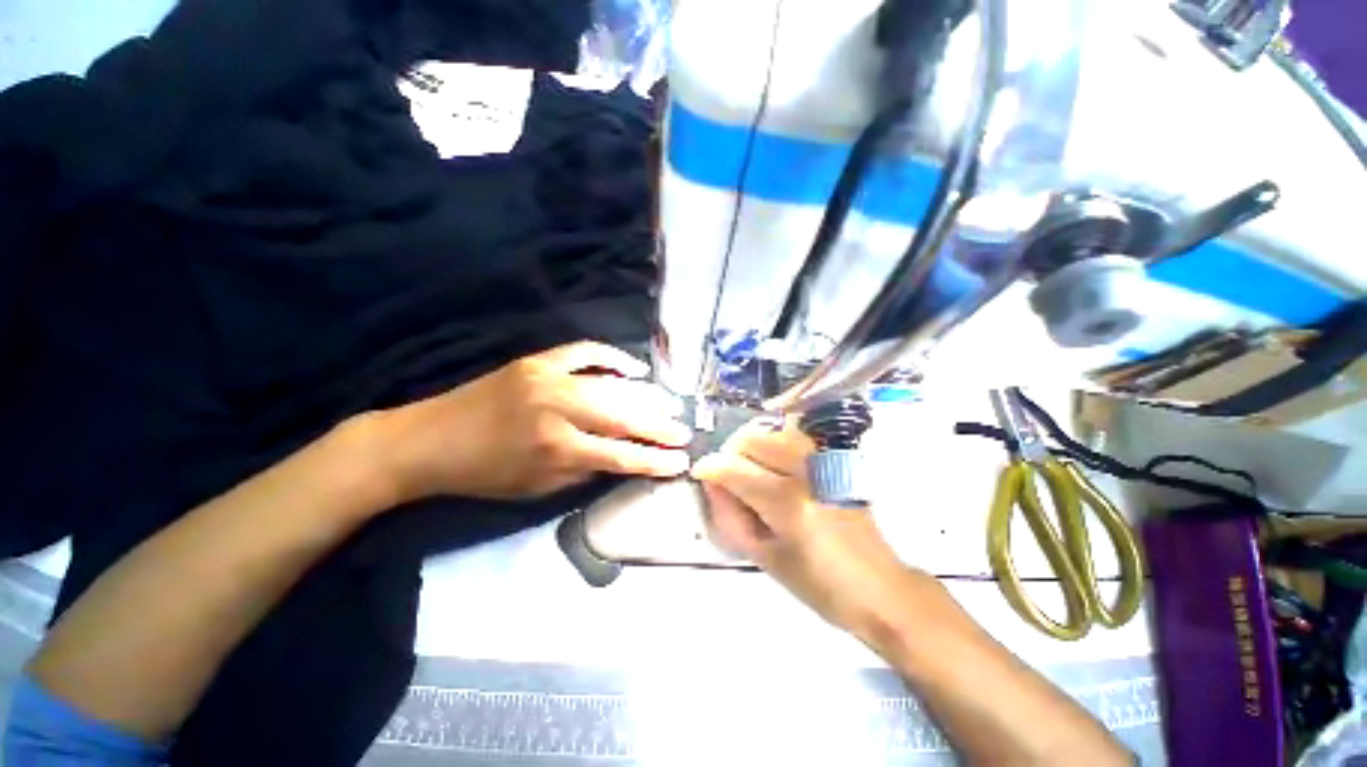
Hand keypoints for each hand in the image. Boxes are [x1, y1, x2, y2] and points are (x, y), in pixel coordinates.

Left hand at [373, 342, 692, 500]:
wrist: (428, 439)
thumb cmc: (483, 474)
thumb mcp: (537, 489)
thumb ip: (584, 471)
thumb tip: (619, 457)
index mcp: (556, 448)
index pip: (620, 455)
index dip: (654, 460)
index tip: (681, 462)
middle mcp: (559, 408)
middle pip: (623, 416)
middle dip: (660, 426)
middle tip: (685, 432)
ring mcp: (549, 377)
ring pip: (612, 385)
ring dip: (646, 397)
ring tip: (669, 405)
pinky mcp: (538, 360)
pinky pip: (586, 352)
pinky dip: (614, 358)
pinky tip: (635, 369)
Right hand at [691, 419, 931, 642]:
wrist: (880, 587)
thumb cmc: (819, 586)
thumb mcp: (765, 559)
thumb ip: (731, 516)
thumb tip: (711, 483)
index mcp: (787, 504)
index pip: (734, 468)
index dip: (709, 467)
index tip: (700, 474)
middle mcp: (805, 472)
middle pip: (751, 439)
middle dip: (729, 454)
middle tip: (727, 477)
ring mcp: (823, 461)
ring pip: (771, 430)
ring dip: (751, 445)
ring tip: (749, 470)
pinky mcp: (833, 460)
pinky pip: (793, 435)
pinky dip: (773, 442)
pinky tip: (773, 464)